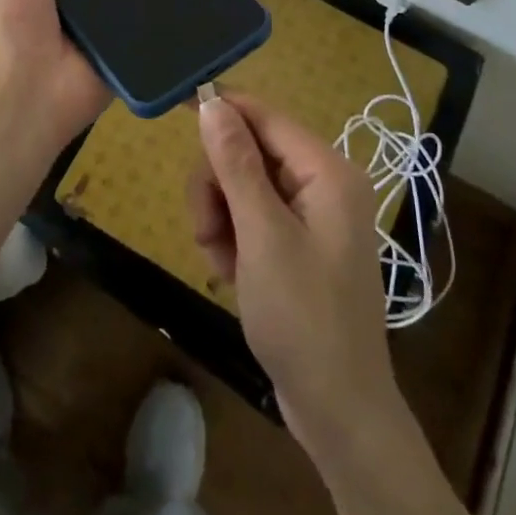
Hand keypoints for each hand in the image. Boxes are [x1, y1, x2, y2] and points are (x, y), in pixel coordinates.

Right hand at [190, 94, 396, 449]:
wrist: (339, 412)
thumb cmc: (303, 318)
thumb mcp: (262, 235)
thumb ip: (236, 164)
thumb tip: (213, 103)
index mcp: (328, 171)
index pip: (265, 116)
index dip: (222, 110)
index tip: (177, 109)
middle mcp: (324, 183)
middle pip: (249, 152)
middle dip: (219, 187)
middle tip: (206, 230)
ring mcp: (313, 214)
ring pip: (244, 185)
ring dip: (221, 218)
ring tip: (220, 261)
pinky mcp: (300, 242)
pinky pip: (254, 216)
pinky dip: (234, 238)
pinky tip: (232, 273)